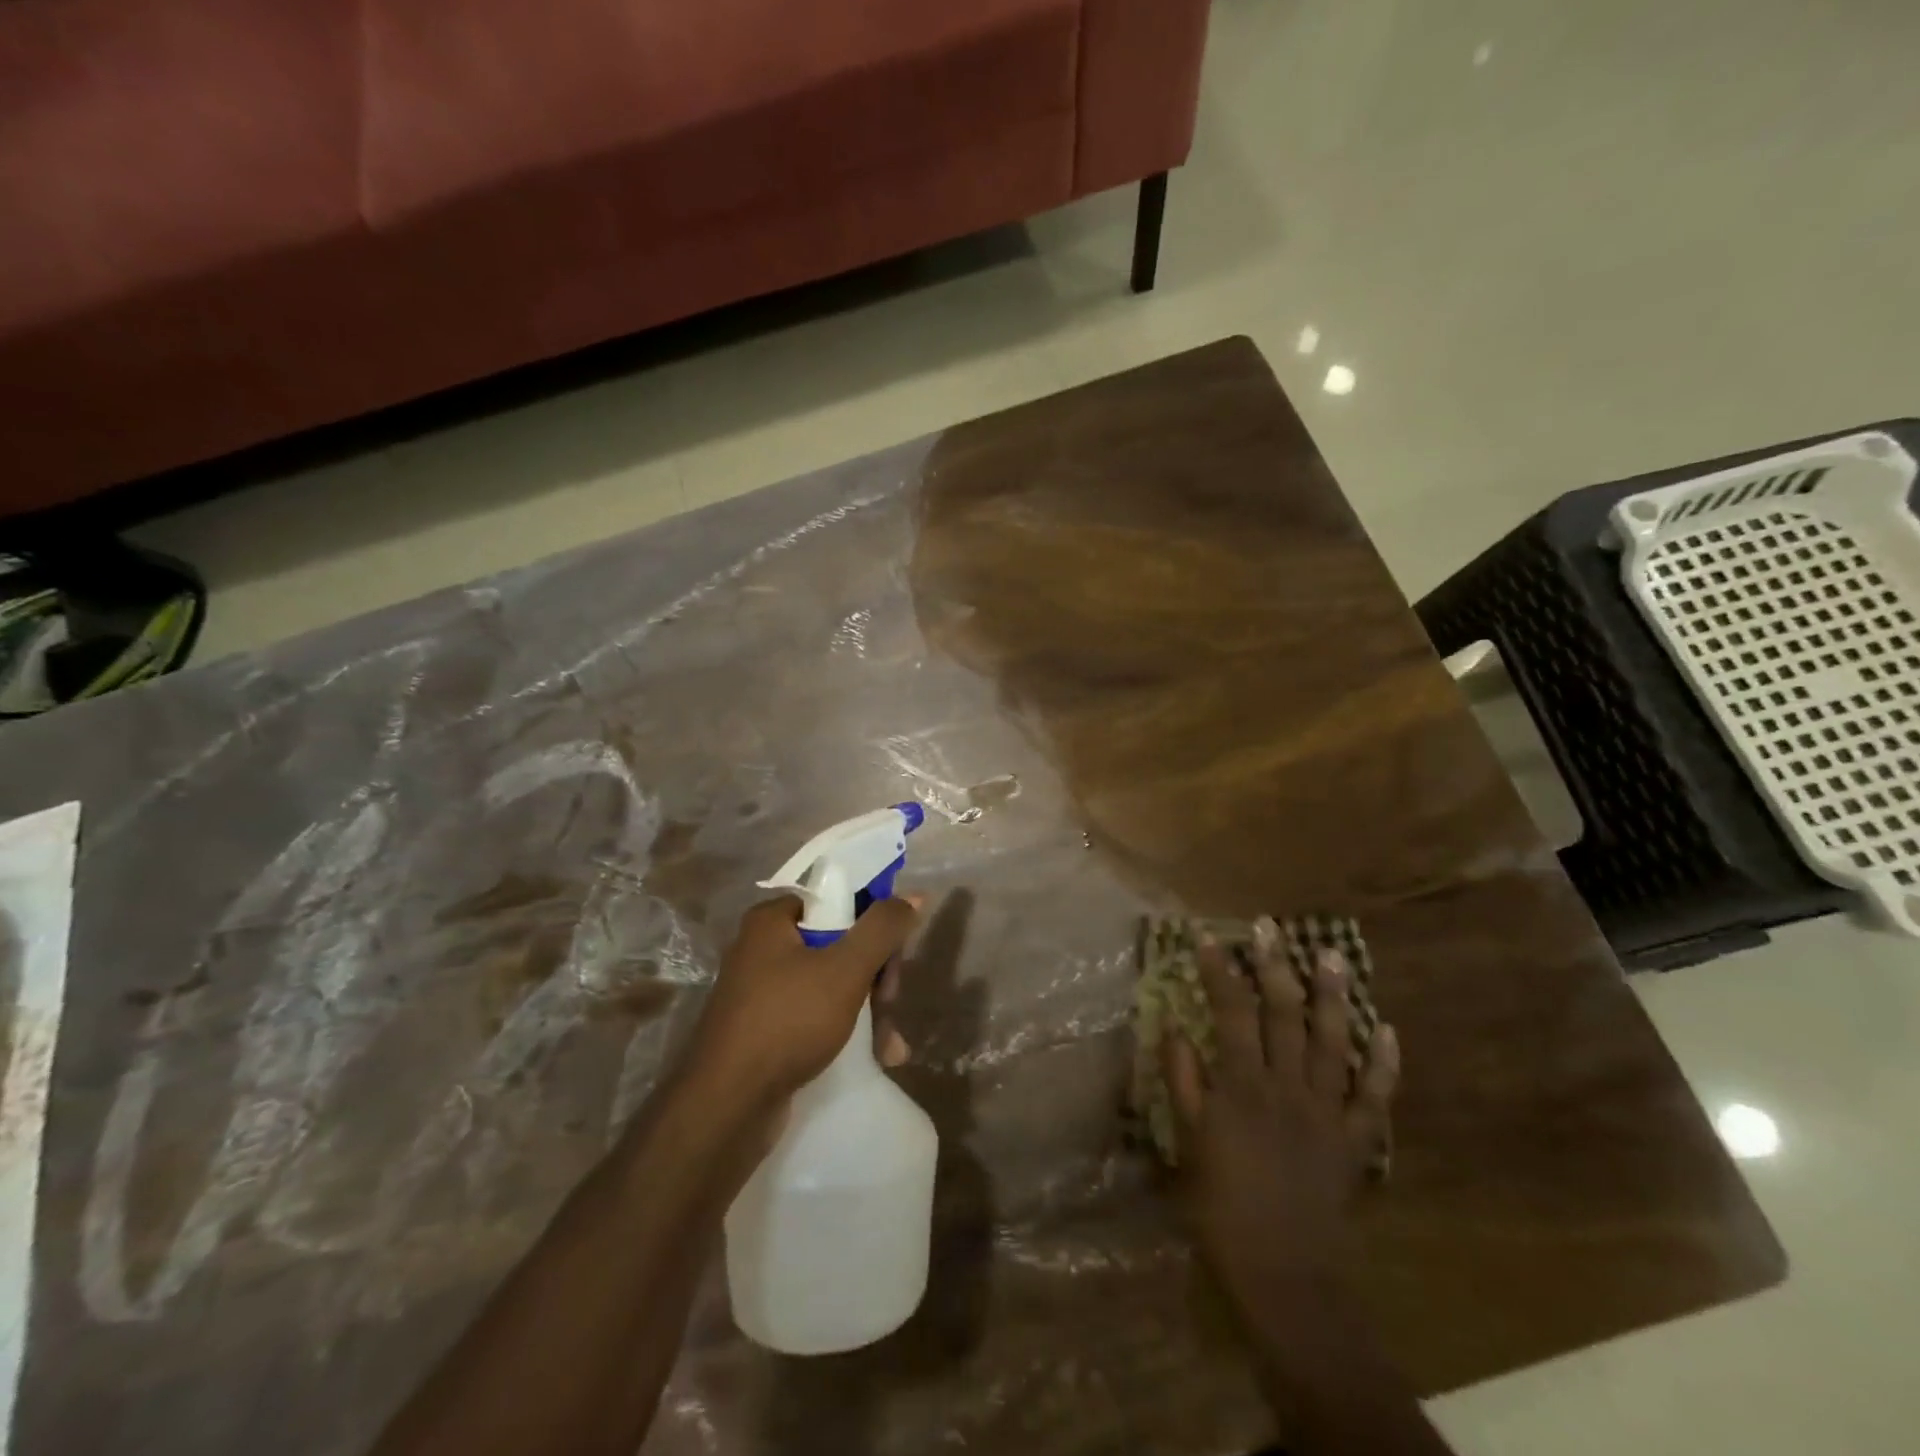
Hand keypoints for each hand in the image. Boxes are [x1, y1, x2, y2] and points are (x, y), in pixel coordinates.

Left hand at [687, 893, 920, 1110]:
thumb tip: (912, 896)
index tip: (893, 956)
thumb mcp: (845, 969)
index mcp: (772, 921)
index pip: (837, 901)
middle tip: (889, 1002)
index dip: (872, 924)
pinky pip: (817, 1017)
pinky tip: (878, 1057)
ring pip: (834, 985)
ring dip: (870, 1011)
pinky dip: (847, 1031)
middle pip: (840, 944)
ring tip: (890, 1046)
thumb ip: (882, 928)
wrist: (727, 1107)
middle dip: (875, 977)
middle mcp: (763, 949)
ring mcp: (763, 993)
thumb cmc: (788, 1021)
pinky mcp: (767, 1031)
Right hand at [1161, 933, 1398, 1292]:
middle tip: (1271, 928)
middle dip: (1276, 966)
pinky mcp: (1356, 1139)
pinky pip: (1376, 1097)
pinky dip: (1384, 1064)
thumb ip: (1184, 1081)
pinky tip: (1388, 1030)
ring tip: (1333, 957)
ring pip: (1333, 1042)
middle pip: (1284, 1014)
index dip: (1219, 970)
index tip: (1209, 936)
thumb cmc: (1223, 1204)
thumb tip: (1176, 1028)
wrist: (1284, 1270)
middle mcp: (1287, 1086)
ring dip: (1333, 997)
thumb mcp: (1190, 1141)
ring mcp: (1327, 1110)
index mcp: (1243, 1085)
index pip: (1230, 1012)